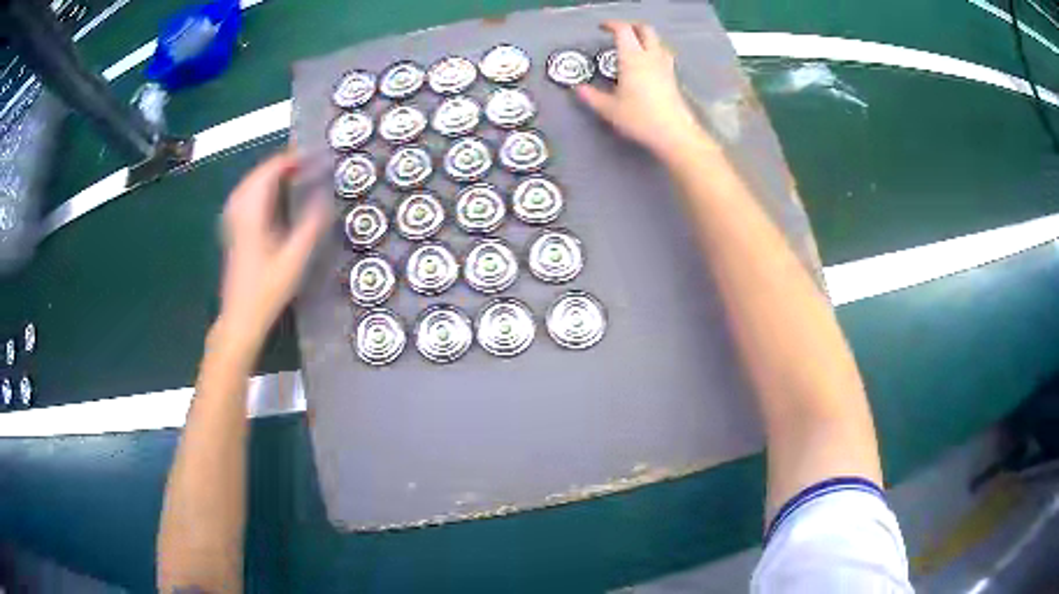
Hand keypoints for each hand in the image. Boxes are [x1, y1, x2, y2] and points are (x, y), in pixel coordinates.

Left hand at [217, 151, 329, 352]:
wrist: (239, 319)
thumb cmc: (266, 293)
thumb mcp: (293, 262)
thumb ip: (310, 227)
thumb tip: (325, 198)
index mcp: (252, 218)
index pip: (266, 176)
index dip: (287, 161)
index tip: (309, 157)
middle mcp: (239, 216)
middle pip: (254, 177)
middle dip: (276, 164)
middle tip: (301, 162)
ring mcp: (233, 225)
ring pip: (245, 187)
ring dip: (265, 175)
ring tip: (286, 173)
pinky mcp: (233, 234)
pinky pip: (242, 199)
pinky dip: (256, 189)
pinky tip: (265, 196)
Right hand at [577, 21, 707, 160]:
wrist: (674, 133)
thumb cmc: (639, 118)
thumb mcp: (609, 109)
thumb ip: (592, 96)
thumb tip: (577, 88)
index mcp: (632, 58)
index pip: (623, 30)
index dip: (612, 25)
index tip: (602, 27)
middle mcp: (651, 56)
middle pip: (645, 30)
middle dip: (632, 26)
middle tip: (620, 31)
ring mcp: (665, 66)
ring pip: (658, 41)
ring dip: (646, 38)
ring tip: (635, 46)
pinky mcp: (673, 78)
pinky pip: (664, 55)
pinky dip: (654, 51)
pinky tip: (648, 64)